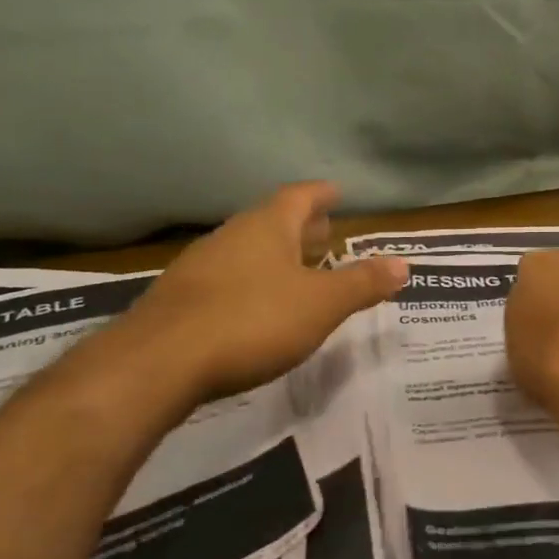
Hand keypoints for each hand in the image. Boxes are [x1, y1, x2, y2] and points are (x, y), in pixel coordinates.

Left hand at [105, 183, 406, 402]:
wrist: (155, 366)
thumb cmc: (252, 321)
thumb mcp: (322, 304)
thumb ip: (363, 283)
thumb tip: (403, 263)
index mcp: (267, 227)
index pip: (299, 196)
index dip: (322, 194)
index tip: (338, 193)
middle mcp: (230, 237)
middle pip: (271, 222)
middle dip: (301, 228)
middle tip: (326, 235)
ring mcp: (198, 268)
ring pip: (247, 252)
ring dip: (275, 257)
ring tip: (299, 273)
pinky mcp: (178, 302)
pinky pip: (226, 280)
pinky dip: (251, 284)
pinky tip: (259, 308)